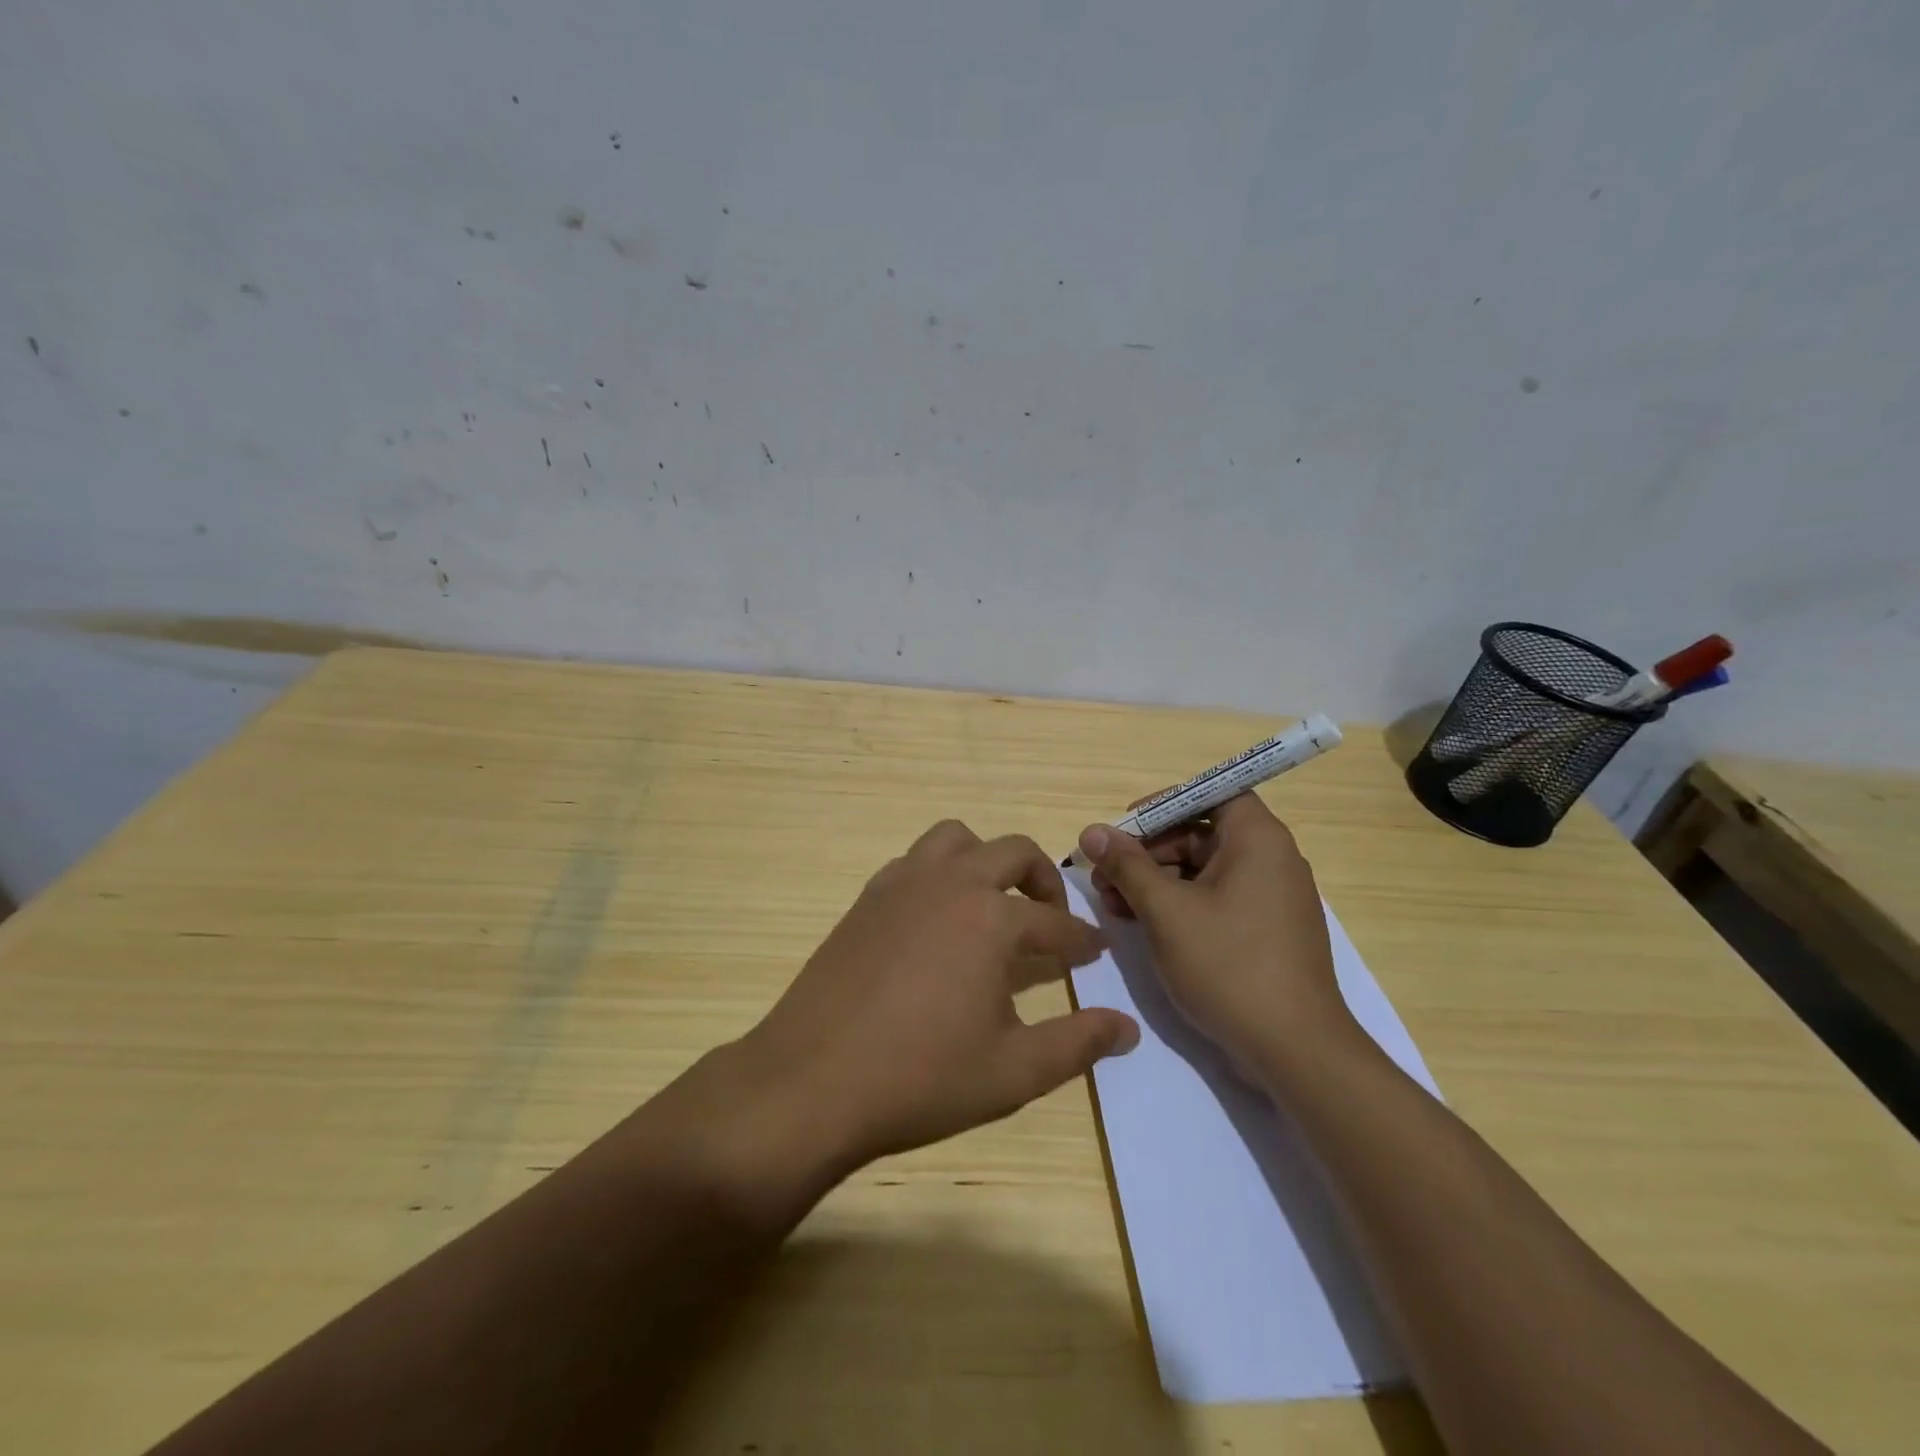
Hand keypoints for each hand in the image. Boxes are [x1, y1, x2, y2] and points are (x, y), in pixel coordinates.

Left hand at [737, 820, 1139, 1173]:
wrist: (811, 1081)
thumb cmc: (920, 1078)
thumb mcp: (1013, 1071)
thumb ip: (1077, 1043)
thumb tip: (1128, 1027)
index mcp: (991, 919)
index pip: (1055, 923)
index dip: (1081, 941)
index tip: (1096, 952)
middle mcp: (950, 884)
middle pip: (1013, 852)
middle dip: (1044, 880)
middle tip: (1053, 918)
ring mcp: (902, 883)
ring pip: (956, 839)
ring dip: (985, 860)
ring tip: (993, 904)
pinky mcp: (867, 897)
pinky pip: (914, 862)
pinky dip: (939, 873)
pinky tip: (937, 919)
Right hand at [1078, 793, 1357, 1077]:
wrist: (1295, 1052)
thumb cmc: (1229, 965)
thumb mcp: (1166, 911)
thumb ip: (1127, 866)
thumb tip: (1093, 831)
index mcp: (1257, 840)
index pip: (1210, 794)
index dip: (1164, 804)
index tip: (1125, 827)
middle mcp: (1270, 861)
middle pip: (1200, 834)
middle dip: (1148, 851)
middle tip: (1104, 874)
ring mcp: (1270, 900)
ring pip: (1203, 871)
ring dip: (1155, 881)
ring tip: (1112, 904)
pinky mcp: (1264, 933)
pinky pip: (1215, 901)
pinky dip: (1178, 906)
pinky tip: (1140, 924)